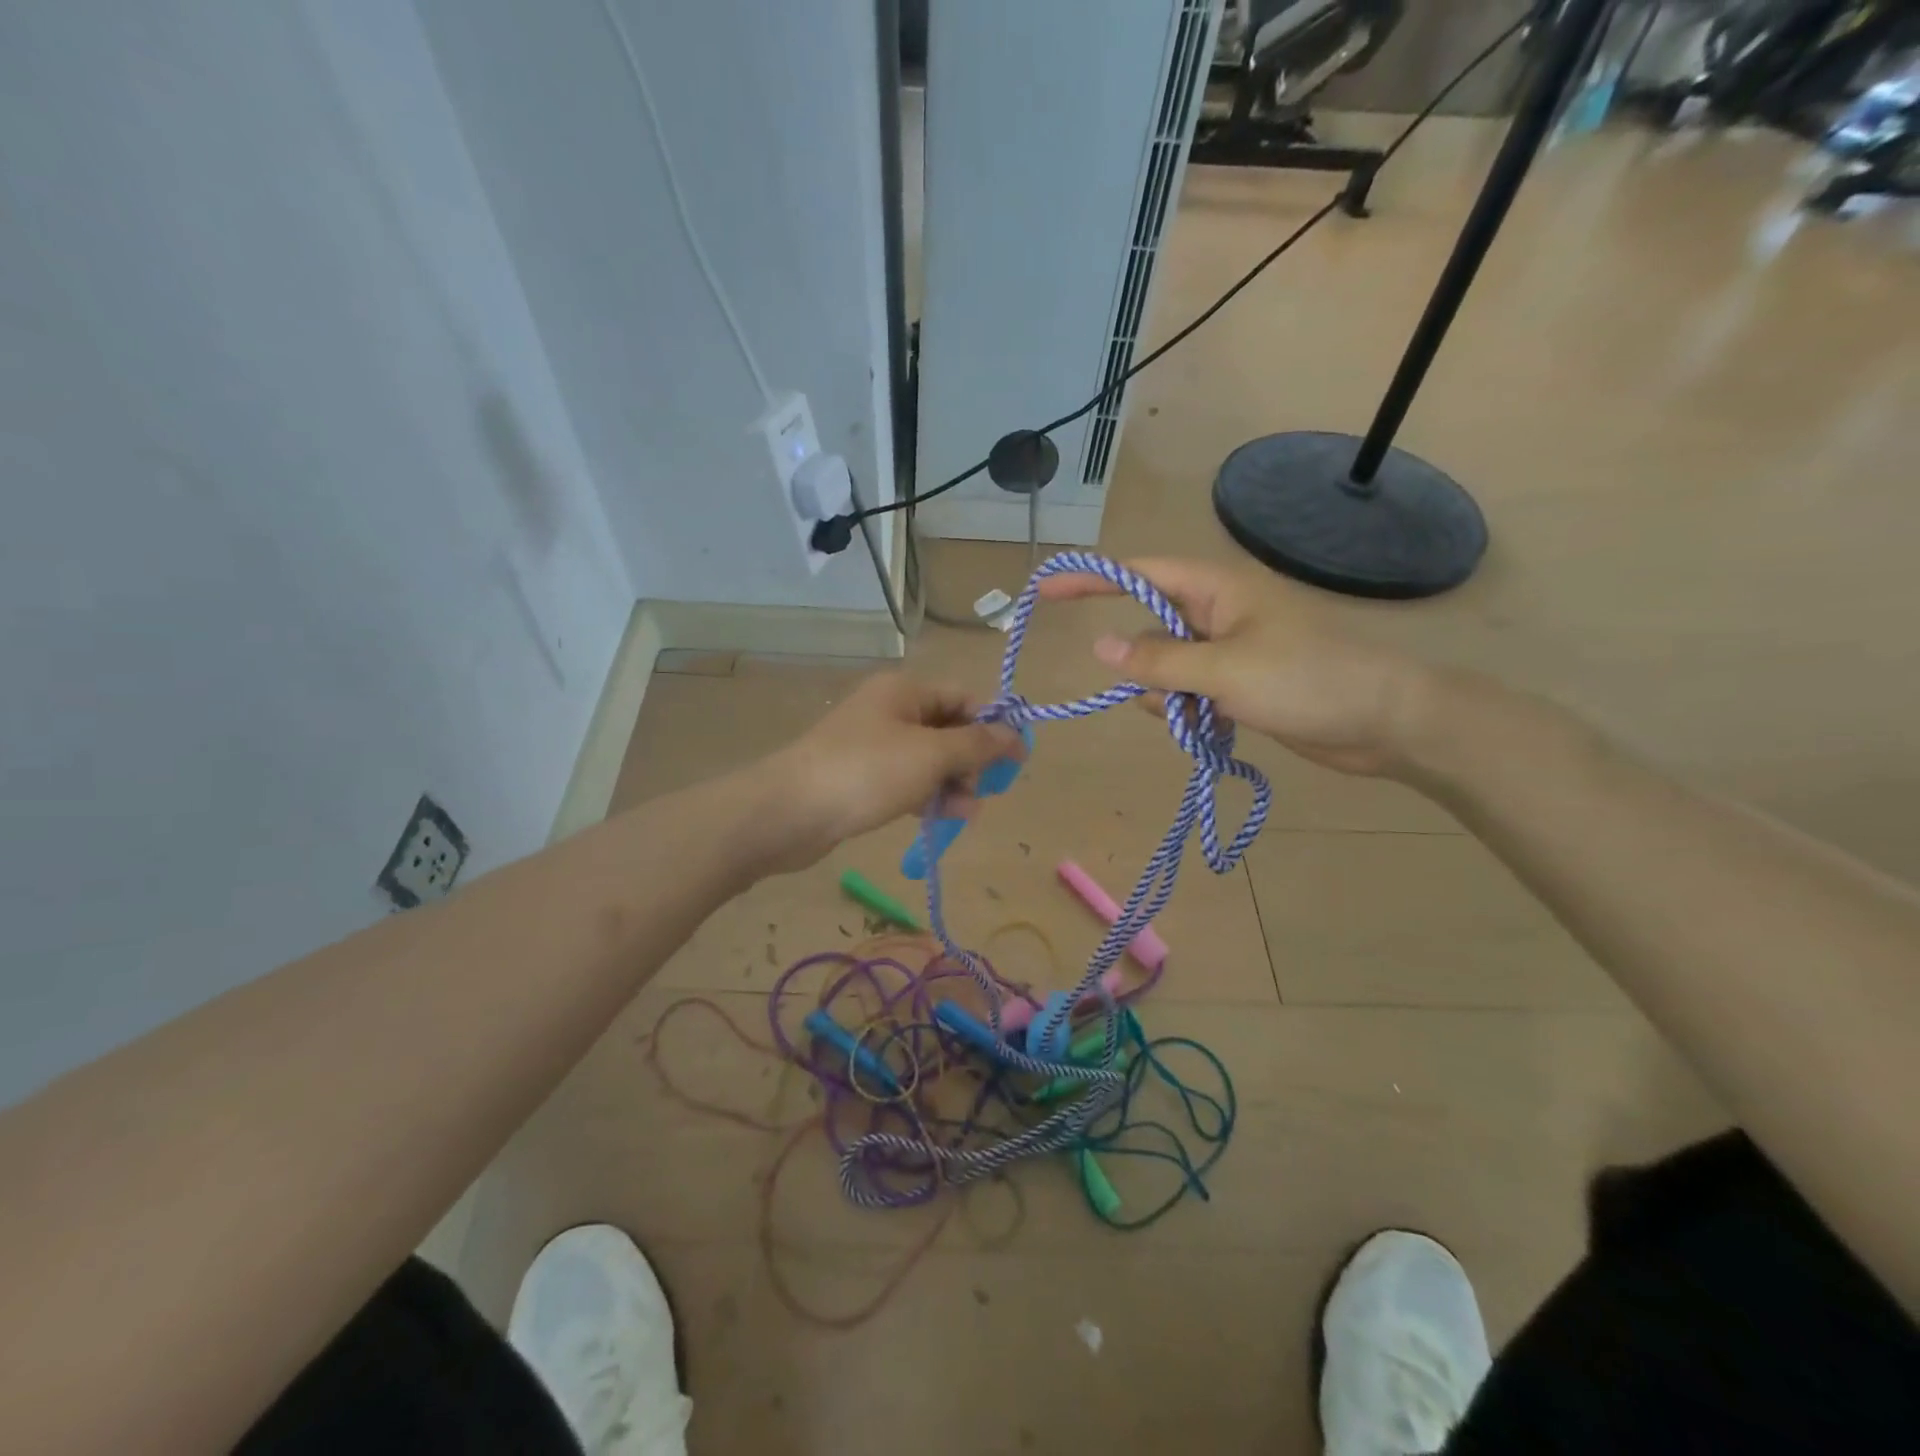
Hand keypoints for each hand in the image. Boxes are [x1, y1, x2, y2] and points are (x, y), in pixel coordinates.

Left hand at [753, 673, 1024, 870]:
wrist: (789, 812)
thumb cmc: (866, 772)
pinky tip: (945, 818)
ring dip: (954, 782)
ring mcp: (873, 745)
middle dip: (973, 759)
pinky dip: (928, 795)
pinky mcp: (862, 777)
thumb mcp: (931, 755)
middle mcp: (890, 710)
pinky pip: (908, 780)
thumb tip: (1015, 734)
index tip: (1019, 758)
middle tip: (987, 789)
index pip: (964, 698)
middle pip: (948, 728)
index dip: (995, 725)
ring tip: (967, 811)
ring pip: (930, 759)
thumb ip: (977, 744)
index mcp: (905, 691)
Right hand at [1039, 557, 1432, 777]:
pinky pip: (1189, 692)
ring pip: (1166, 669)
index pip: (1139, 573)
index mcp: (1217, 588)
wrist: (1385, 722)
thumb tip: (1099, 647)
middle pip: (1150, 630)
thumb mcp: (1224, 670)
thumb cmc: (1307, 680)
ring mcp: (1229, 650)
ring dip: (1168, 697)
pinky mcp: (1239, 683)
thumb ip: (1157, 661)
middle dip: (1144, 666)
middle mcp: (1218, 613)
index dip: (1091, 579)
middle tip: (1168, 698)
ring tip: (1203, 717)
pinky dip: (1188, 711)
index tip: (1046, 590)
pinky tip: (1213, 728)